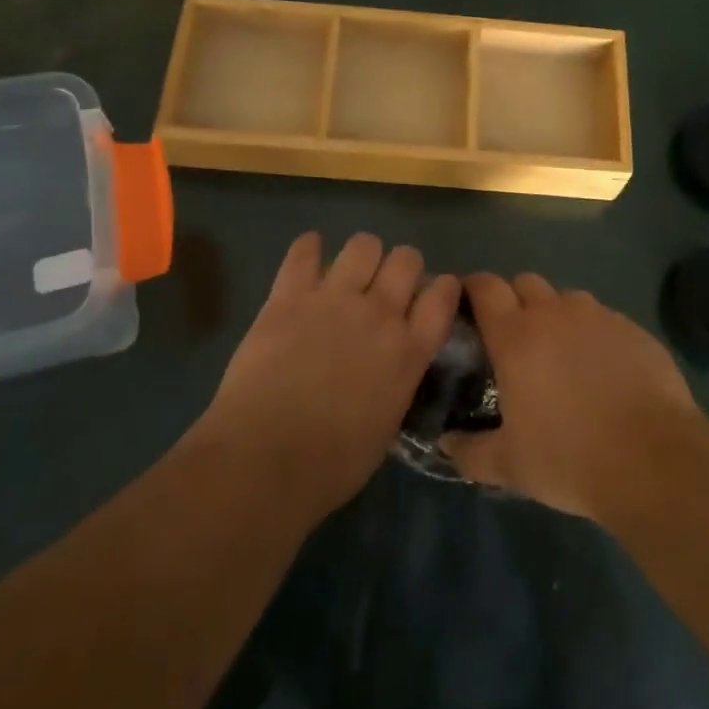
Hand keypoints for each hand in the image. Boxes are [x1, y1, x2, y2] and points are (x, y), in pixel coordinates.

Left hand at [200, 231, 460, 519]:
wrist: (266, 458)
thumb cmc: (332, 464)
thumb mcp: (387, 424)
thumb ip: (396, 380)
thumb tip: (392, 364)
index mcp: (408, 351)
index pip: (442, 296)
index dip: (442, 287)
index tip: (435, 293)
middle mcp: (379, 314)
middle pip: (406, 259)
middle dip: (401, 267)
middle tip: (386, 286)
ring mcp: (334, 299)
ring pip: (363, 244)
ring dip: (362, 255)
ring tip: (349, 272)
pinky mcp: (289, 296)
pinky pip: (303, 252)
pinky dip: (308, 249)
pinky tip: (307, 256)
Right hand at [441, 272, 705, 522]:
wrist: (655, 461)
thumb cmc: (570, 458)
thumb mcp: (510, 466)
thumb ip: (470, 451)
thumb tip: (445, 444)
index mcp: (516, 335)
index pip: (485, 286)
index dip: (473, 288)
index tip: (467, 304)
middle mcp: (555, 312)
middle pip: (525, 282)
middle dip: (515, 299)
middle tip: (514, 336)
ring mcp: (599, 316)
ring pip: (567, 300)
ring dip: (557, 316)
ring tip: (562, 355)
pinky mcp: (634, 329)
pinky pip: (604, 320)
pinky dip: (594, 335)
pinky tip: (604, 371)